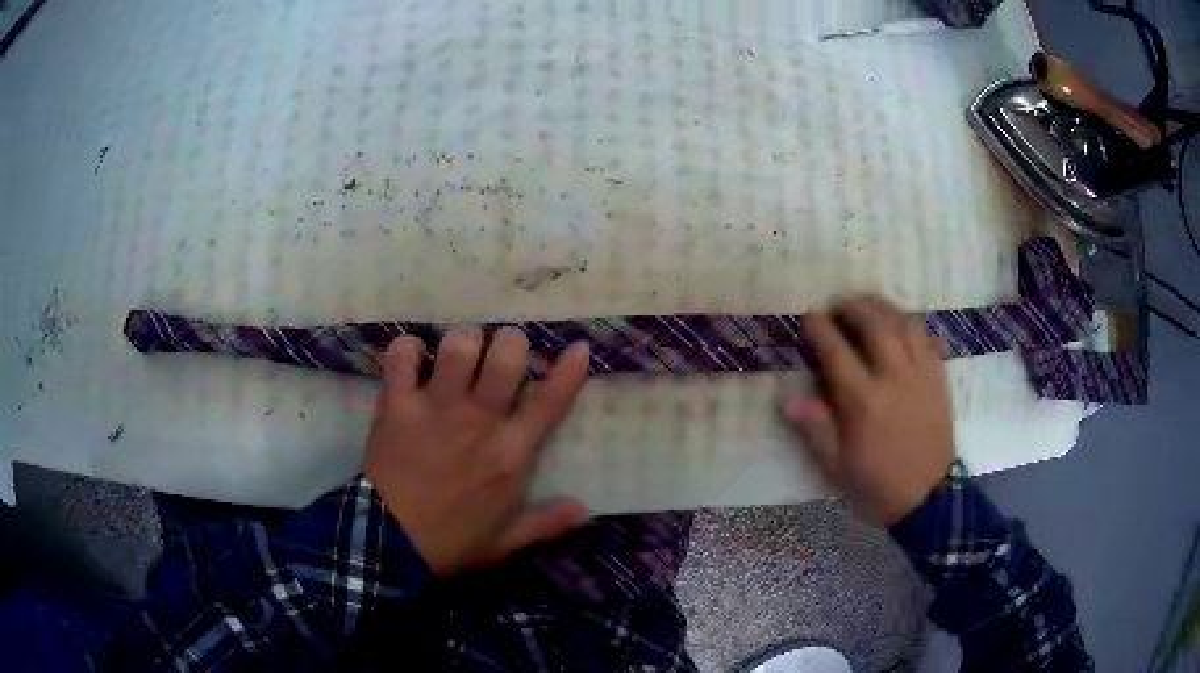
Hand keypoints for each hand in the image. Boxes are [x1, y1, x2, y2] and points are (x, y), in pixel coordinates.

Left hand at [364, 327, 590, 576]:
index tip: (578, 348)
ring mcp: (436, 407)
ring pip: (459, 345)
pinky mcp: (397, 403)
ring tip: (460, 353)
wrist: (388, 543)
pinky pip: (403, 355)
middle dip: (511, 343)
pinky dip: (409, 349)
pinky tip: (414, 358)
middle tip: (502, 353)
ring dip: (465, 341)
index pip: (550, 402)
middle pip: (506, 354)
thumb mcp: (506, 542)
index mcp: (511, 454)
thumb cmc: (451, 543)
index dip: (569, 370)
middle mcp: (479, 420)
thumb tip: (584, 509)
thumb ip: (546, 523)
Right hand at [784, 296, 953, 525]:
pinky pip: (926, 338)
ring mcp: (921, 375)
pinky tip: (899, 324)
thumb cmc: (877, 485)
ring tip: (868, 304)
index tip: (809, 317)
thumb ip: (815, 430)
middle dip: (854, 307)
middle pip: (875, 325)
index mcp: (864, 403)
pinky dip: (909, 324)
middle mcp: (894, 379)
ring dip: (883, 307)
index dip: (820, 329)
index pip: (838, 353)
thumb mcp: (837, 467)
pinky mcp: (939, 378)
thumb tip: (788, 401)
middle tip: (839, 305)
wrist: (928, 498)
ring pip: (903, 324)